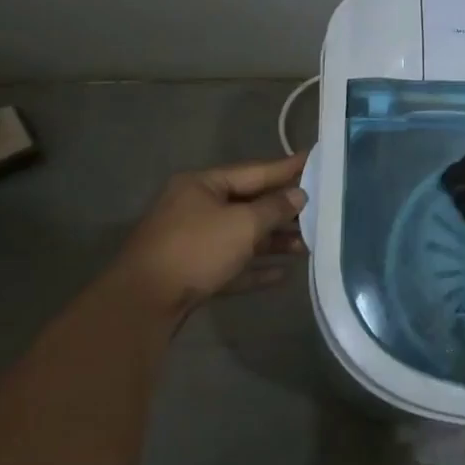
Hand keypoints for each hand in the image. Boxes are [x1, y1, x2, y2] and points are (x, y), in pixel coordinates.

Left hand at [105, 152, 307, 315]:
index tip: (315, 160)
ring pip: (242, 237)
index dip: (287, 168)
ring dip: (274, 242)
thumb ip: (275, 208)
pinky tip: (282, 275)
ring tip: (308, 247)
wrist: (142, 304)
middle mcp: (196, 208)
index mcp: (203, 185)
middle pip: (249, 205)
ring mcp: (192, 242)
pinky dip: (255, 268)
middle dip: (284, 212)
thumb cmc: (196, 249)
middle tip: (321, 211)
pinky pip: (231, 265)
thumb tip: (298, 195)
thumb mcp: (243, 224)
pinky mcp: (192, 273)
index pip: (254, 171)